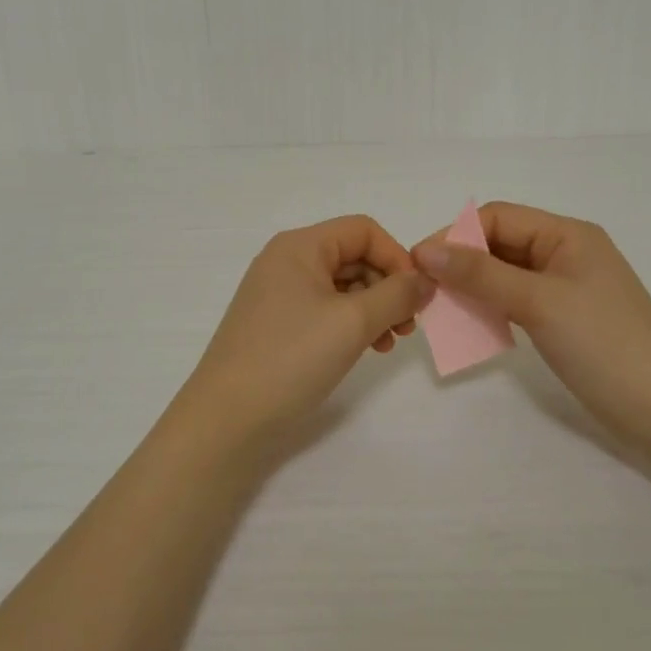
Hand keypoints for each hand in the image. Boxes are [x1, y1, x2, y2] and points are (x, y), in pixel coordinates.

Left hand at [172, 216, 433, 462]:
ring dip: (373, 308)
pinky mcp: (277, 324)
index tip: (417, 297)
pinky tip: (365, 350)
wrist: (226, 419)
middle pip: (353, 256)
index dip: (397, 257)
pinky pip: (325, 310)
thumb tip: (424, 280)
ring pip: (342, 286)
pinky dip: (351, 324)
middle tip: (408, 327)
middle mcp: (286, 261)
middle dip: (387, 286)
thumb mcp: (352, 322)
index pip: (363, 231)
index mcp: (299, 246)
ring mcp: (278, 294)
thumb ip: (396, 295)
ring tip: (389, 343)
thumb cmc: (290, 359)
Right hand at [413, 202, 650, 431]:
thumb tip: (425, 250)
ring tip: (440, 307)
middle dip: (461, 261)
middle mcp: (566, 252)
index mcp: (567, 234)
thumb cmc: (603, 344)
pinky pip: (516, 299)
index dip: (455, 236)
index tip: (419, 264)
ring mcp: (566, 287)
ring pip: (505, 273)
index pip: (497, 218)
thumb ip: (479, 274)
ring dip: (472, 286)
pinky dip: (490, 306)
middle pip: (500, 243)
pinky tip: (471, 324)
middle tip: (424, 289)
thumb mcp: (537, 302)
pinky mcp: (564, 317)